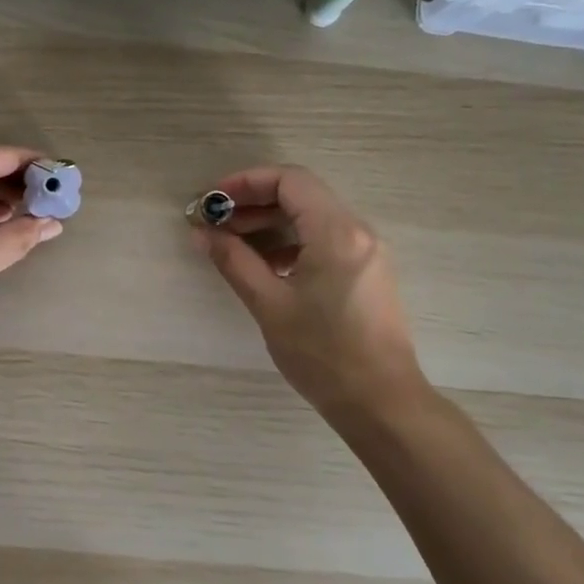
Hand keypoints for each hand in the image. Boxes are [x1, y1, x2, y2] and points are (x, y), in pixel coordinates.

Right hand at [194, 165, 421, 412]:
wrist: (382, 403)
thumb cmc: (323, 354)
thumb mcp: (269, 305)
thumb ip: (233, 261)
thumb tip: (202, 233)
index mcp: (336, 232)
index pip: (289, 180)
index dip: (246, 182)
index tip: (214, 200)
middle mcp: (357, 231)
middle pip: (301, 195)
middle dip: (254, 203)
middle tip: (216, 224)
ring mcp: (367, 251)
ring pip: (313, 218)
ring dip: (272, 223)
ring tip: (234, 245)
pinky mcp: (368, 272)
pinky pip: (326, 239)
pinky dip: (292, 242)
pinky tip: (266, 266)